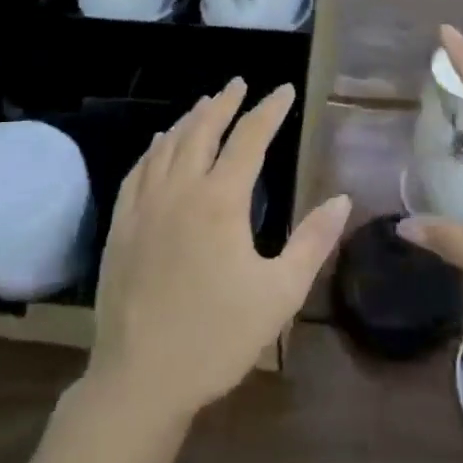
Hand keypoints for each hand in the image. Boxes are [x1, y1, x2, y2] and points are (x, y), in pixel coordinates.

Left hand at [88, 79, 351, 425]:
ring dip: (189, 119)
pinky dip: (153, 149)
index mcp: (221, 201)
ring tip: (206, 104)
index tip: (285, 90)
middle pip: (202, 130)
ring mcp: (144, 206)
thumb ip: (312, 241)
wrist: (141, 378)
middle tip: (240, 84)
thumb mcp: (280, 293)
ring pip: (167, 145)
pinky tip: (158, 144)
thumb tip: (342, 199)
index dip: (269, 110)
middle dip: (225, 103)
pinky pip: (137, 172)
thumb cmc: (218, 337)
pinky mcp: (121, 226)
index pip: (250, 138)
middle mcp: (180, 190)